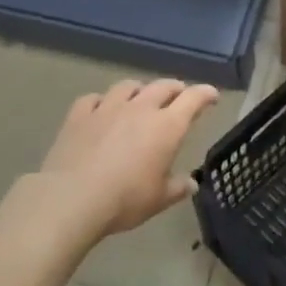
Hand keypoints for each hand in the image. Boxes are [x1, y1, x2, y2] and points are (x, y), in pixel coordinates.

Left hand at [35, 79, 221, 238]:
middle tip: (179, 96)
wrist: (73, 197)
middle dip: (175, 89)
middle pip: (162, 86)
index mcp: (166, 127)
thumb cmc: (125, 199)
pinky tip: (101, 108)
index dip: (205, 94)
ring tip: (141, 98)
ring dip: (140, 90)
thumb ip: (177, 188)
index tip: (212, 96)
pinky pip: (94, 98)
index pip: (193, 99)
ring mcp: (107, 108)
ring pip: (128, 86)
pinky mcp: (79, 115)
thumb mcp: (159, 199)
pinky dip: (103, 101)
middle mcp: (139, 109)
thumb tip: (191, 183)